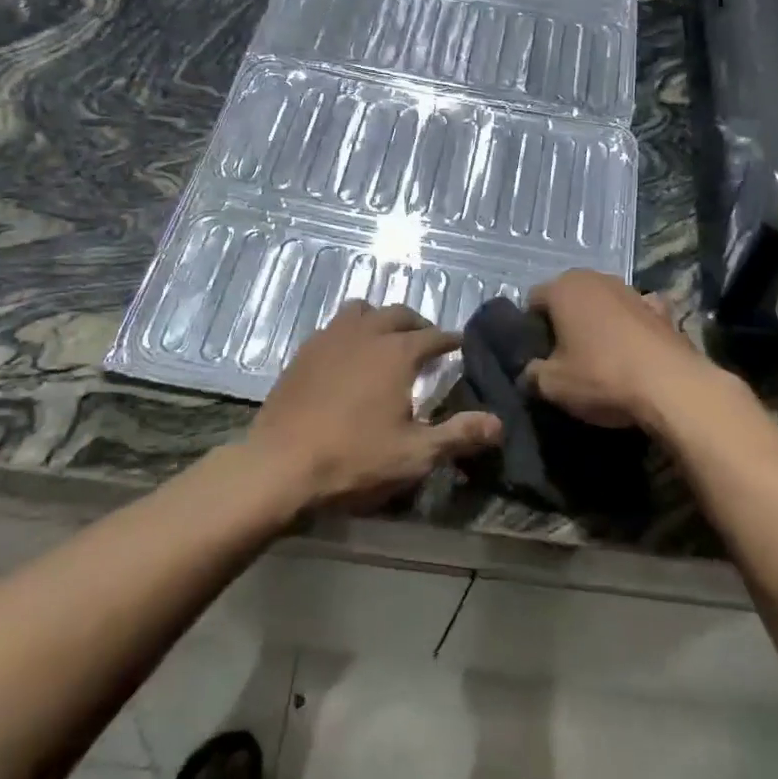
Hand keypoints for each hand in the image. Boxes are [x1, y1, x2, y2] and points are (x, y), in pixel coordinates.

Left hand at [248, 300, 500, 510]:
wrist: (278, 467)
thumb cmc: (353, 460)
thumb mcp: (414, 455)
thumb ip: (459, 435)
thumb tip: (499, 423)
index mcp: (396, 352)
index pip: (434, 336)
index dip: (451, 340)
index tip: (461, 346)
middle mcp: (365, 334)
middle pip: (398, 314)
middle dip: (418, 324)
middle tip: (427, 342)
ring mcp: (329, 338)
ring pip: (361, 311)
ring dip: (379, 319)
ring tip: (386, 340)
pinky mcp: (303, 352)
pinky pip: (333, 327)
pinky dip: (350, 332)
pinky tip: (348, 356)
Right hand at [523, 271, 712, 430]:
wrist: (671, 386)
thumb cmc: (601, 376)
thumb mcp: (552, 385)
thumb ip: (532, 374)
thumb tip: (529, 372)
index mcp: (563, 288)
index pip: (533, 300)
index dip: (530, 327)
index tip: (536, 354)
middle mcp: (596, 278)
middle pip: (568, 297)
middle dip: (563, 321)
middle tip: (563, 356)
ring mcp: (632, 290)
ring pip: (602, 303)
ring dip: (597, 322)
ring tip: (598, 357)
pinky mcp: (661, 309)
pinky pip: (635, 314)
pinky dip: (631, 326)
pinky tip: (633, 350)